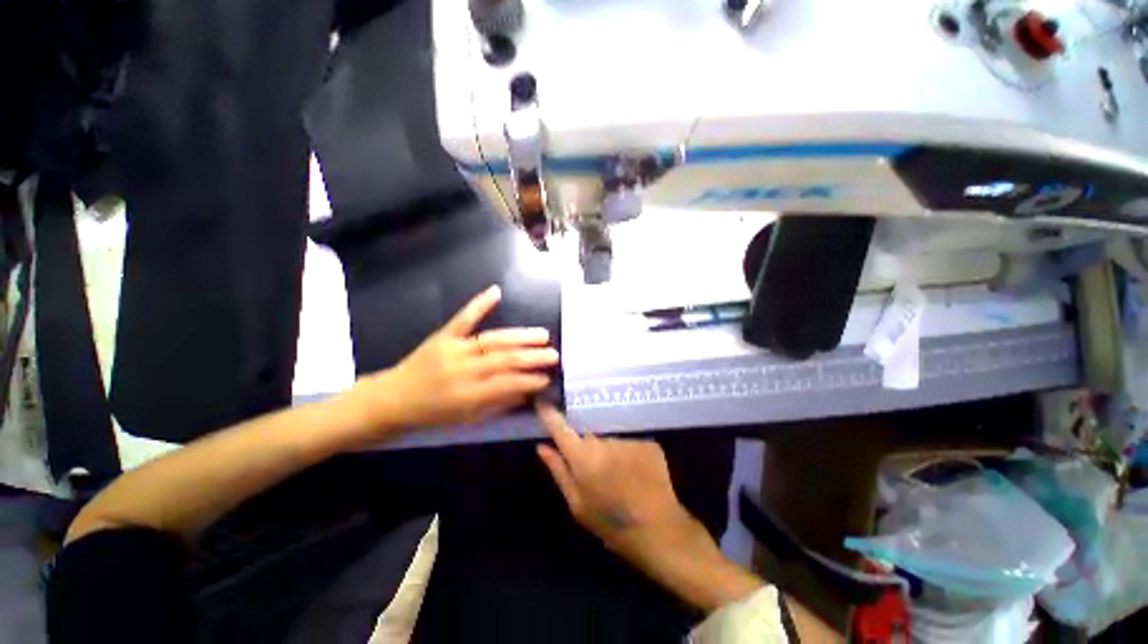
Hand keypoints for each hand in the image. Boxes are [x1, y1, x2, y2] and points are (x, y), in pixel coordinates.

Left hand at [353, 286, 558, 429]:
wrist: (390, 400)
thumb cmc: (430, 415)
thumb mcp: (465, 419)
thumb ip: (497, 404)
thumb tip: (526, 392)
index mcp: (466, 395)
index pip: (507, 384)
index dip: (530, 380)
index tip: (548, 377)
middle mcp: (462, 370)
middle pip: (504, 359)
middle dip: (533, 357)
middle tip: (554, 355)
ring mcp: (452, 349)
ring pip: (493, 340)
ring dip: (520, 336)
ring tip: (542, 335)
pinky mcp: (442, 336)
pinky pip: (463, 318)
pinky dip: (480, 303)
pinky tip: (496, 291)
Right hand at [534, 404, 710, 567]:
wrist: (660, 530)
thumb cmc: (611, 524)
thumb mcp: (577, 504)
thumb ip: (558, 471)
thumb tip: (542, 447)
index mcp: (583, 456)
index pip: (559, 426)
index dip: (549, 413)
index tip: (542, 401)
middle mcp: (604, 440)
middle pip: (588, 433)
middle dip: (587, 445)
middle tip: (594, 469)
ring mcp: (627, 438)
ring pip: (610, 438)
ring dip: (609, 451)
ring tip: (619, 475)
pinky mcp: (647, 441)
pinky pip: (629, 442)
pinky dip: (628, 454)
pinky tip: (635, 473)